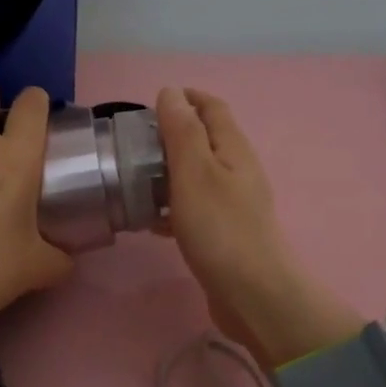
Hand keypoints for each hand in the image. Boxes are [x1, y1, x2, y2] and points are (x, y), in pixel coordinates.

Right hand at [154, 87, 362, 367]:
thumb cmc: (220, 228)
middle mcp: (237, 171)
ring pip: (196, 175)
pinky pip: (194, 207)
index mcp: (233, 149)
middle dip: (171, 135)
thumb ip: (181, 130)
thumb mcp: (194, 171)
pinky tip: (150, 221)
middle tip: (133, 144)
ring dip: (167, 171)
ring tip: (133, 179)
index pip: (212, 107)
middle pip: (204, 140)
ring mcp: (233, 204)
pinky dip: (171, 205)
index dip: (185, 98)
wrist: (252, 294)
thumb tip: (171, 92)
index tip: (151, 103)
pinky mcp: (224, 233)